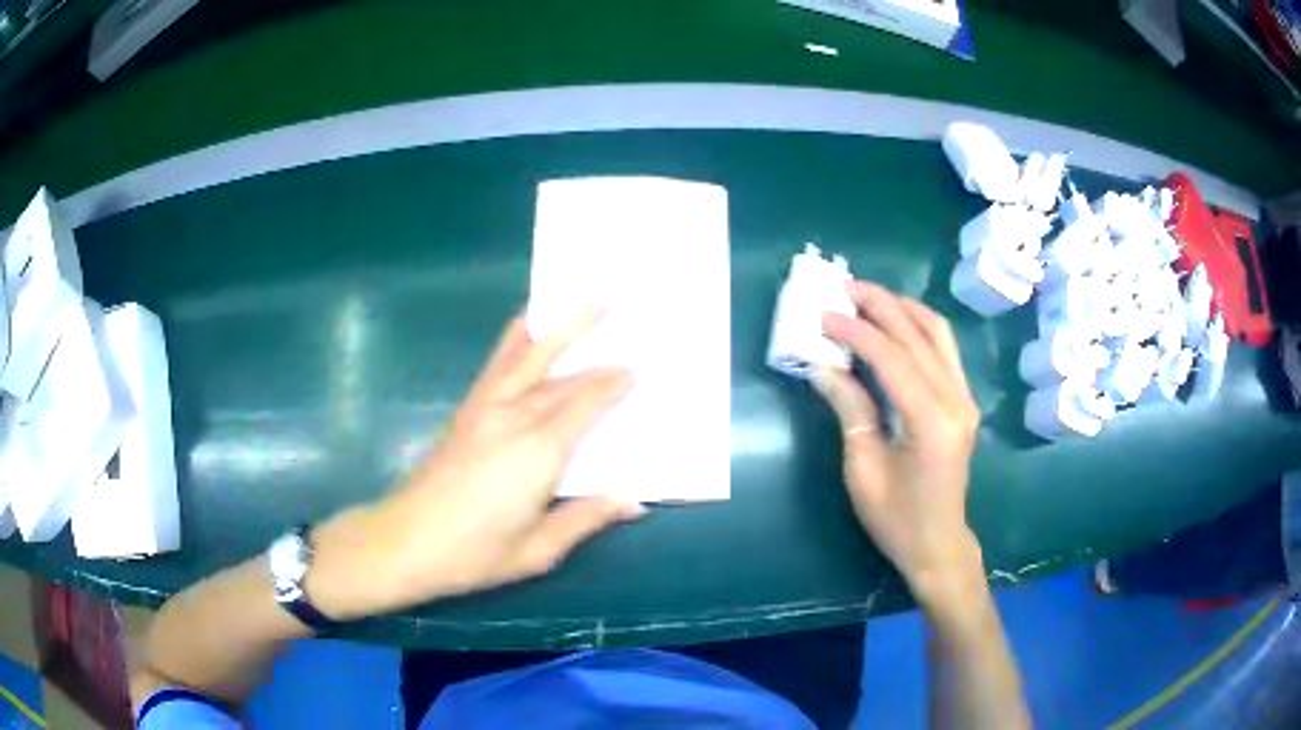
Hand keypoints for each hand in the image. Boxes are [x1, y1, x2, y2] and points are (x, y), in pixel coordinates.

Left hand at [306, 311, 644, 619]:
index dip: (612, 386)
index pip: (585, 406)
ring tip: (582, 300)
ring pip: (528, 355)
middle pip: (562, 377)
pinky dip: (517, 337)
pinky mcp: (466, 408)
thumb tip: (635, 501)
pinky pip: (497, 361)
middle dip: (594, 351)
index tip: (636, 370)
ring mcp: (485, 407)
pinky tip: (526, 323)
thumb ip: (586, 518)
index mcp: (538, 453)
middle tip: (621, 317)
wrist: (406, 541)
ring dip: (558, 325)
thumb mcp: (537, 550)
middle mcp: (513, 417)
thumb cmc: (474, 554)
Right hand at [814, 282, 984, 609]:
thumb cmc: (896, 518)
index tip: (824, 314)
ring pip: (938, 334)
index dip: (857, 332)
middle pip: (918, 336)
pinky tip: (896, 320)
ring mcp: (965, 398)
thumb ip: (850, 410)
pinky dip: (919, 326)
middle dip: (880, 305)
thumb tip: (823, 366)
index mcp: (932, 422)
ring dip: (903, 308)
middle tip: (843, 287)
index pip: (893, 359)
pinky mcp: (964, 400)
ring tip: (867, 296)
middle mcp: (956, 401)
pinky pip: (944, 349)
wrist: (938, 543)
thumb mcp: (863, 470)